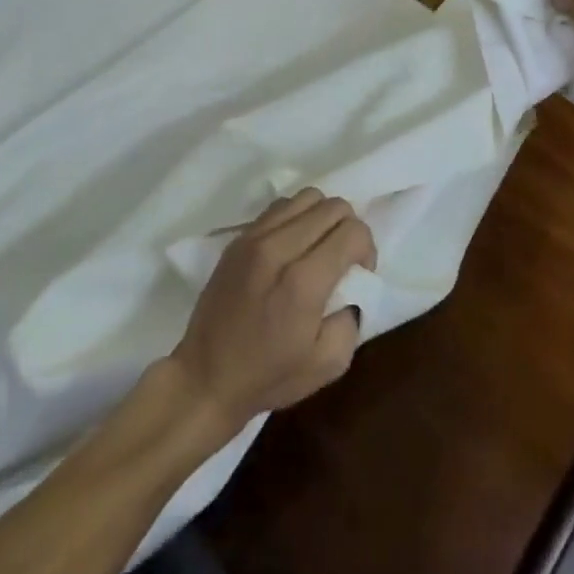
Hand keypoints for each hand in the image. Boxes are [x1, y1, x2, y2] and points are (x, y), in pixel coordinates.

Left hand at [168, 188, 376, 439]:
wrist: (206, 377)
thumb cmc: (269, 376)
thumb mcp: (329, 363)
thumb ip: (352, 318)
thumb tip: (351, 287)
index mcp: (303, 281)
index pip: (352, 231)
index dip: (367, 249)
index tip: (360, 273)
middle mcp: (278, 248)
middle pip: (332, 206)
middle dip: (349, 228)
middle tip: (343, 260)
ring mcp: (254, 238)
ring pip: (306, 197)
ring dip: (322, 217)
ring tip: (318, 247)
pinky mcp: (238, 238)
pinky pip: (279, 207)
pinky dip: (296, 218)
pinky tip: (292, 246)